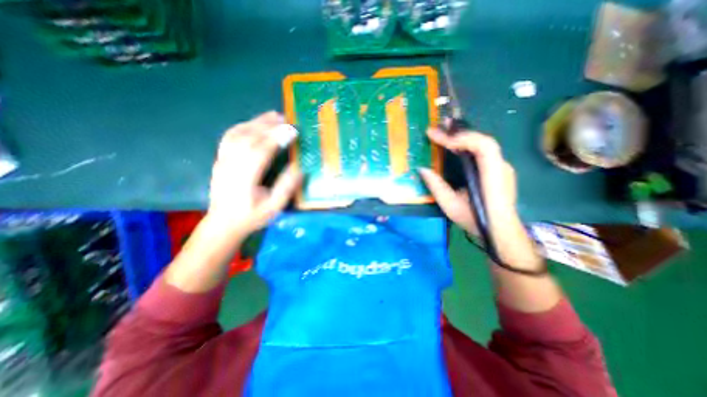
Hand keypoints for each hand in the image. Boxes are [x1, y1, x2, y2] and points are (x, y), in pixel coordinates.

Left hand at [206, 110, 302, 238]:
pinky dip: (243, 126)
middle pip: (248, 138)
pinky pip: (229, 136)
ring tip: (273, 116)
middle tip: (286, 119)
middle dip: (268, 126)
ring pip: (237, 134)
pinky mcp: (220, 159)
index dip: (276, 139)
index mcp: (245, 179)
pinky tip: (254, 123)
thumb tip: (299, 167)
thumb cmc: (251, 217)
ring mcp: (222, 161)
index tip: (292, 130)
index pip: (260, 152)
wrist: (223, 223)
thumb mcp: (274, 207)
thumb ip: (286, 187)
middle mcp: (231, 166)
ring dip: (256, 122)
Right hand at [416, 129, 517, 236]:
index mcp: (492, 175)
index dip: (459, 137)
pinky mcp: (498, 170)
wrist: (499, 231)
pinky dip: (467, 145)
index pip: (482, 145)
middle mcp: (501, 166)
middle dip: (457, 132)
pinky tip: (455, 147)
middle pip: (481, 140)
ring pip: (482, 144)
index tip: (436, 136)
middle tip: (438, 128)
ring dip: (462, 137)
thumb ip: (436, 186)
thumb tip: (422, 169)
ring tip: (444, 133)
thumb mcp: (451, 205)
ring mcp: (501, 167)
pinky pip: (482, 151)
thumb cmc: (475, 220)